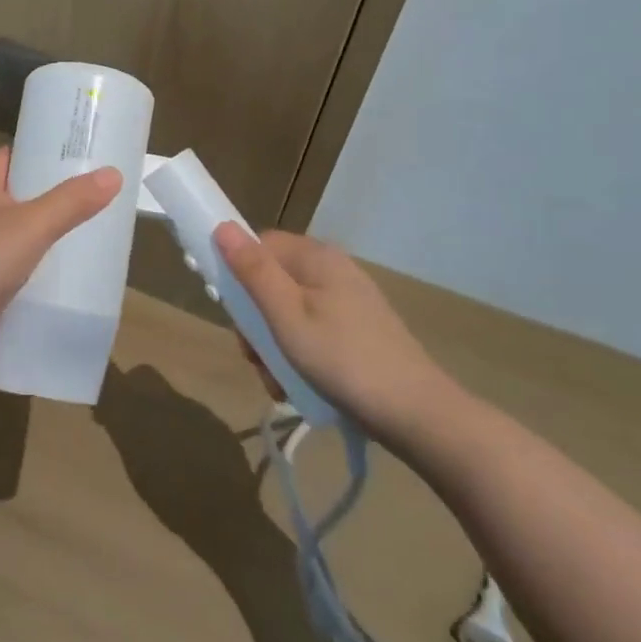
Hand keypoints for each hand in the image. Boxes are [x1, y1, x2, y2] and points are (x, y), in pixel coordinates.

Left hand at [0, 147, 120, 369]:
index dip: (36, 150)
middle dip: (51, 192)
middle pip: (17, 195)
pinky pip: (18, 269)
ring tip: (91, 229)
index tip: (73, 150)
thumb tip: (113, 173)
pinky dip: (40, 268)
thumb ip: (71, 201)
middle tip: (95, 190)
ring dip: (48, 232)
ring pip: (19, 234)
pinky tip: (68, 274)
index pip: (7, 158)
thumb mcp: (32, 226)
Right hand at [212, 225, 463, 447]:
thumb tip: (222, 226)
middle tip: (256, 357)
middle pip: (272, 282)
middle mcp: (332, 271)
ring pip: (288, 313)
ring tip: (278, 382)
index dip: (239, 274)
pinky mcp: (357, 332)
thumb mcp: (286, 316)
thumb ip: (253, 271)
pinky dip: (298, 357)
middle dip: (256, 323)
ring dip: (273, 347)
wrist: (417, 415)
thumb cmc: (343, 359)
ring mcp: (347, 302)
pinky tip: (298, 387)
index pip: (260, 246)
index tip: (234, 314)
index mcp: (316, 257)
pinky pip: (311, 333)